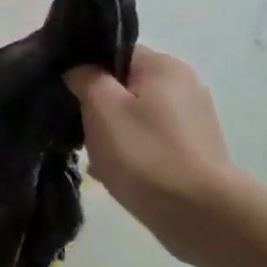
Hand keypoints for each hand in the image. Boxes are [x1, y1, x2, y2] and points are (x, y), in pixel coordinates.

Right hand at [66, 48, 234, 233]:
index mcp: (163, 66)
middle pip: (124, 86)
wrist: (199, 213)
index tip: (67, 94)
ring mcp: (192, 119)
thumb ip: (85, 78)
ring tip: (94, 157)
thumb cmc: (144, 151)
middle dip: (97, 106)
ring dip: (111, 132)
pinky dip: (131, 151)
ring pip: (134, 116)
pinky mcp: (194, 150)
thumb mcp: (101, 106)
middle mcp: (184, 84)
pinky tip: (115, 173)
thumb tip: (79, 70)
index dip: (86, 70)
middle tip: (78, 130)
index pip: (115, 53)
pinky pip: (150, 140)